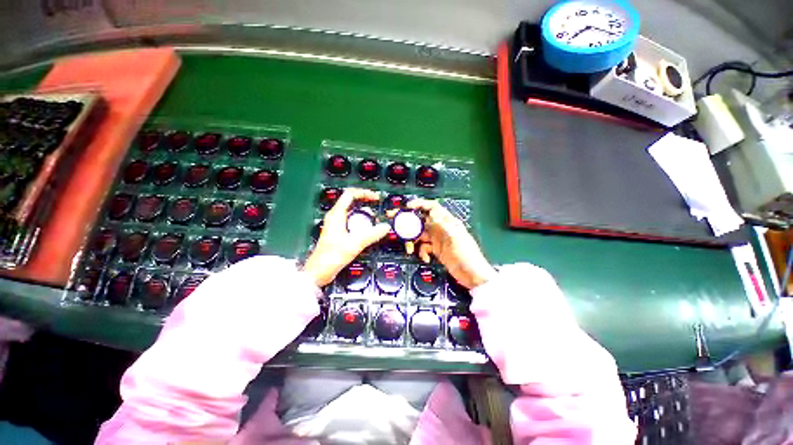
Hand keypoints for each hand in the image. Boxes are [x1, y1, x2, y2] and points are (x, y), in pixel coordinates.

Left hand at [303, 188, 390, 286]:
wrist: (318, 272)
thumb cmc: (332, 256)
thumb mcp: (355, 244)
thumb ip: (372, 234)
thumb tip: (386, 227)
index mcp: (336, 214)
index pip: (350, 194)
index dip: (364, 193)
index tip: (376, 198)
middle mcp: (335, 217)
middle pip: (351, 201)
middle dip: (365, 201)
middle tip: (378, 205)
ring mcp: (336, 225)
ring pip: (352, 212)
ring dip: (364, 212)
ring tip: (375, 217)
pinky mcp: (338, 233)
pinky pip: (351, 222)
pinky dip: (361, 221)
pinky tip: (368, 229)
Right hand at [406, 199, 495, 288]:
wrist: (472, 276)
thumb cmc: (467, 255)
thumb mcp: (456, 238)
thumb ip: (443, 224)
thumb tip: (431, 212)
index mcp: (448, 222)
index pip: (432, 207)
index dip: (420, 204)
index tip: (407, 207)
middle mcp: (441, 228)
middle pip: (422, 220)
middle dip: (408, 221)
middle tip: (394, 222)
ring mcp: (438, 240)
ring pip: (420, 235)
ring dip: (413, 241)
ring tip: (409, 249)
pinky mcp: (436, 250)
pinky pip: (423, 247)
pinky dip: (421, 252)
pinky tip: (425, 258)